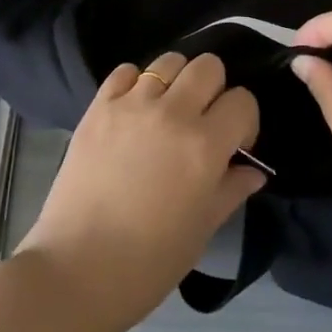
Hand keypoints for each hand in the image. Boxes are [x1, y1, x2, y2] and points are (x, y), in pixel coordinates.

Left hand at [17, 52, 263, 331]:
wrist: (77, 270)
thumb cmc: (149, 262)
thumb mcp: (202, 230)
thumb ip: (231, 189)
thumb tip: (253, 169)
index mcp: (205, 145)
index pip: (243, 101)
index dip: (244, 121)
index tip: (234, 144)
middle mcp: (172, 112)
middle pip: (208, 65)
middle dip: (214, 89)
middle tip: (202, 121)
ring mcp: (132, 104)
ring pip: (168, 61)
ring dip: (176, 81)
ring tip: (166, 112)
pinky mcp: (99, 105)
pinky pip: (125, 71)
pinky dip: (135, 83)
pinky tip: (133, 111)